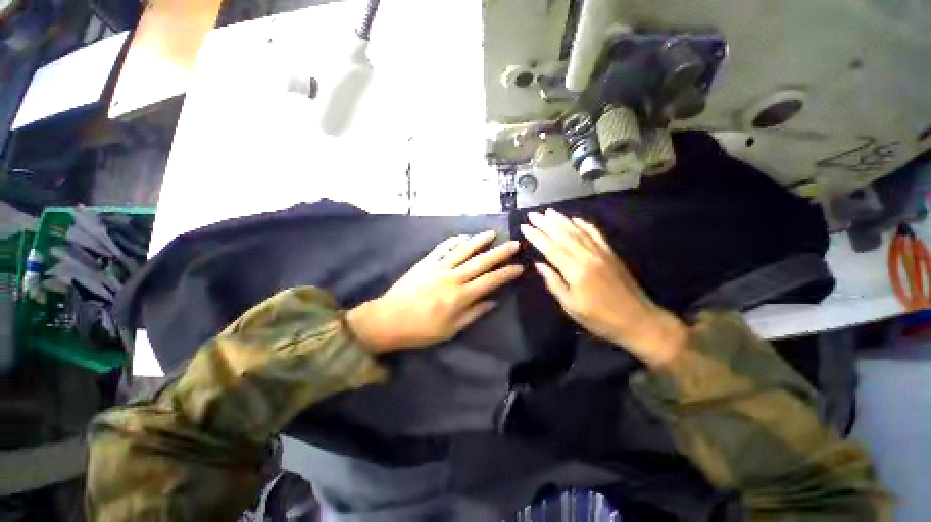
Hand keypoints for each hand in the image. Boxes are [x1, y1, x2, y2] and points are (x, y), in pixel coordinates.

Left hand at [347, 231, 522, 352]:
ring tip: (493, 233)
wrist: (388, 320)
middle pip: (480, 262)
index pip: (489, 281)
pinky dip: (455, 241)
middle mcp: (452, 278)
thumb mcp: (450, 330)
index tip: (519, 267)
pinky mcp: (426, 262)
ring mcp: (438, 267)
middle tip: (515, 244)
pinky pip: (443, 247)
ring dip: (479, 241)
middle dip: (500, 252)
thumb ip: (474, 313)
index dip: (506, 273)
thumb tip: (493, 301)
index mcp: (459, 297)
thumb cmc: (421, 330)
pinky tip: (464, 237)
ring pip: (463, 250)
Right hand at [521, 209, 686, 367]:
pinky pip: (596, 234)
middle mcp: (587, 256)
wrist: (638, 320)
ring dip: (562, 220)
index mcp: (575, 271)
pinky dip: (585, 225)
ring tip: (548, 211)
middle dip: (545, 223)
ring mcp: (601, 253)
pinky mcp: (611, 253)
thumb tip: (539, 265)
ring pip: (578, 231)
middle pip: (563, 235)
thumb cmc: (599, 318)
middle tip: (532, 214)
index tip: (524, 226)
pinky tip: (576, 219)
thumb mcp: (570, 306)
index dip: (536, 236)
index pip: (551, 248)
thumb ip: (554, 283)